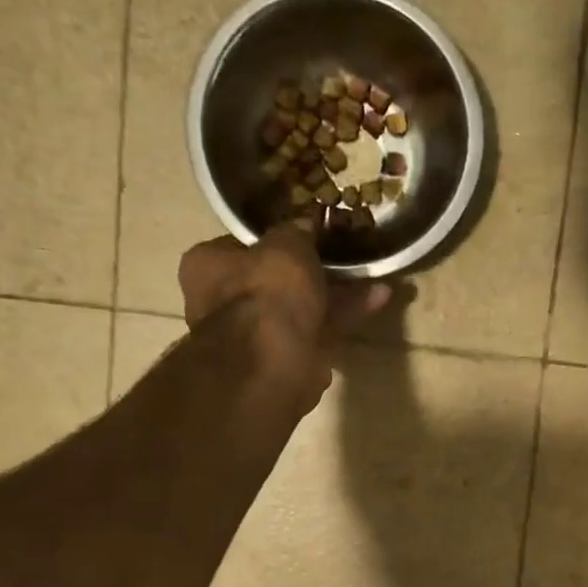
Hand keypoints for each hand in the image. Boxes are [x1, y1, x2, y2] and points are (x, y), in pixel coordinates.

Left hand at [176, 225, 390, 411]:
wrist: (271, 362)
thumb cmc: (266, 293)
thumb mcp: (285, 244)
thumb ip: (296, 232)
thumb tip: (305, 224)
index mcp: (209, 267)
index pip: (243, 246)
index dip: (278, 238)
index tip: (309, 232)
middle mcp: (225, 302)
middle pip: (275, 280)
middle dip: (312, 269)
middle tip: (342, 255)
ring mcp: (258, 334)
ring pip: (302, 306)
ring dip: (337, 292)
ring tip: (372, 274)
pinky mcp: (290, 357)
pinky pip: (321, 328)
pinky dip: (347, 313)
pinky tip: (378, 297)